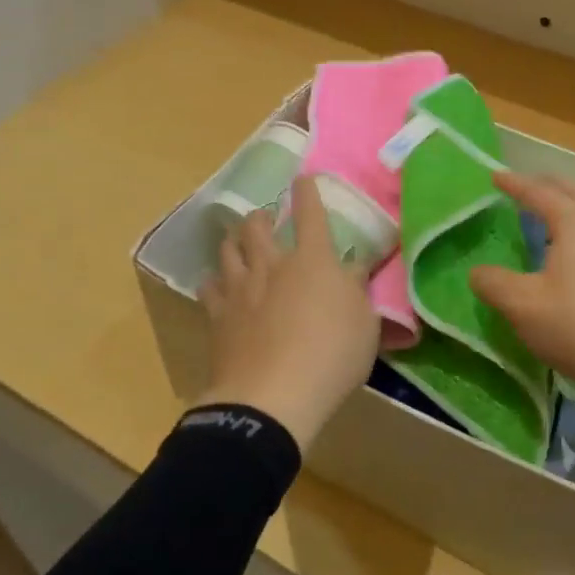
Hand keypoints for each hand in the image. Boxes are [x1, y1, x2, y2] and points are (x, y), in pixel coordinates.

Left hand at [201, 176, 379, 450]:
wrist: (272, 396)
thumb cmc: (331, 356)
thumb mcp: (365, 323)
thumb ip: (358, 288)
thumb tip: (356, 265)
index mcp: (313, 260)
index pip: (311, 214)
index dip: (308, 192)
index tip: (303, 178)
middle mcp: (272, 264)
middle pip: (258, 226)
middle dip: (261, 215)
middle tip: (263, 216)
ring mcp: (240, 289)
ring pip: (228, 250)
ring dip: (234, 240)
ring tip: (237, 241)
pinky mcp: (217, 316)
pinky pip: (209, 287)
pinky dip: (214, 281)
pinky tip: (217, 286)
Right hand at [470, 171, 574, 419]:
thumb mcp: (524, 307)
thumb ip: (494, 284)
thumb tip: (477, 272)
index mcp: (574, 222)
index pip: (538, 192)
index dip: (514, 184)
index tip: (495, 176)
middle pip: (573, 192)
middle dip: (546, 187)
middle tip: (525, 189)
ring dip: (568, 209)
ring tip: (548, 222)